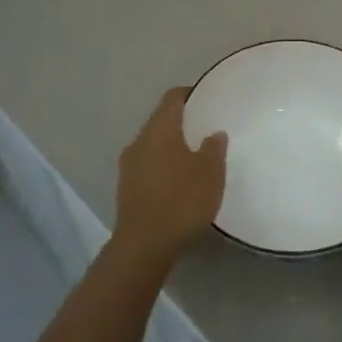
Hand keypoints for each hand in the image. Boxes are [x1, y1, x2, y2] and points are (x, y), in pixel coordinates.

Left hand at [112, 87, 226, 273]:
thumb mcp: (210, 174)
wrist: (144, 246)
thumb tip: (214, 134)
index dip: (190, 94)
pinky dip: (164, 166)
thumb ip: (214, 149)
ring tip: (196, 158)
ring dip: (172, 147)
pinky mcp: (127, 188)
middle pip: (161, 121)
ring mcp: (129, 165)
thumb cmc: (181, 202)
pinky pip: (148, 165)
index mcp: (159, 130)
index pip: (172, 98)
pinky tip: (180, 182)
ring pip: (153, 145)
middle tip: (207, 130)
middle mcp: (139, 141)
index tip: (208, 99)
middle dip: (182, 123)